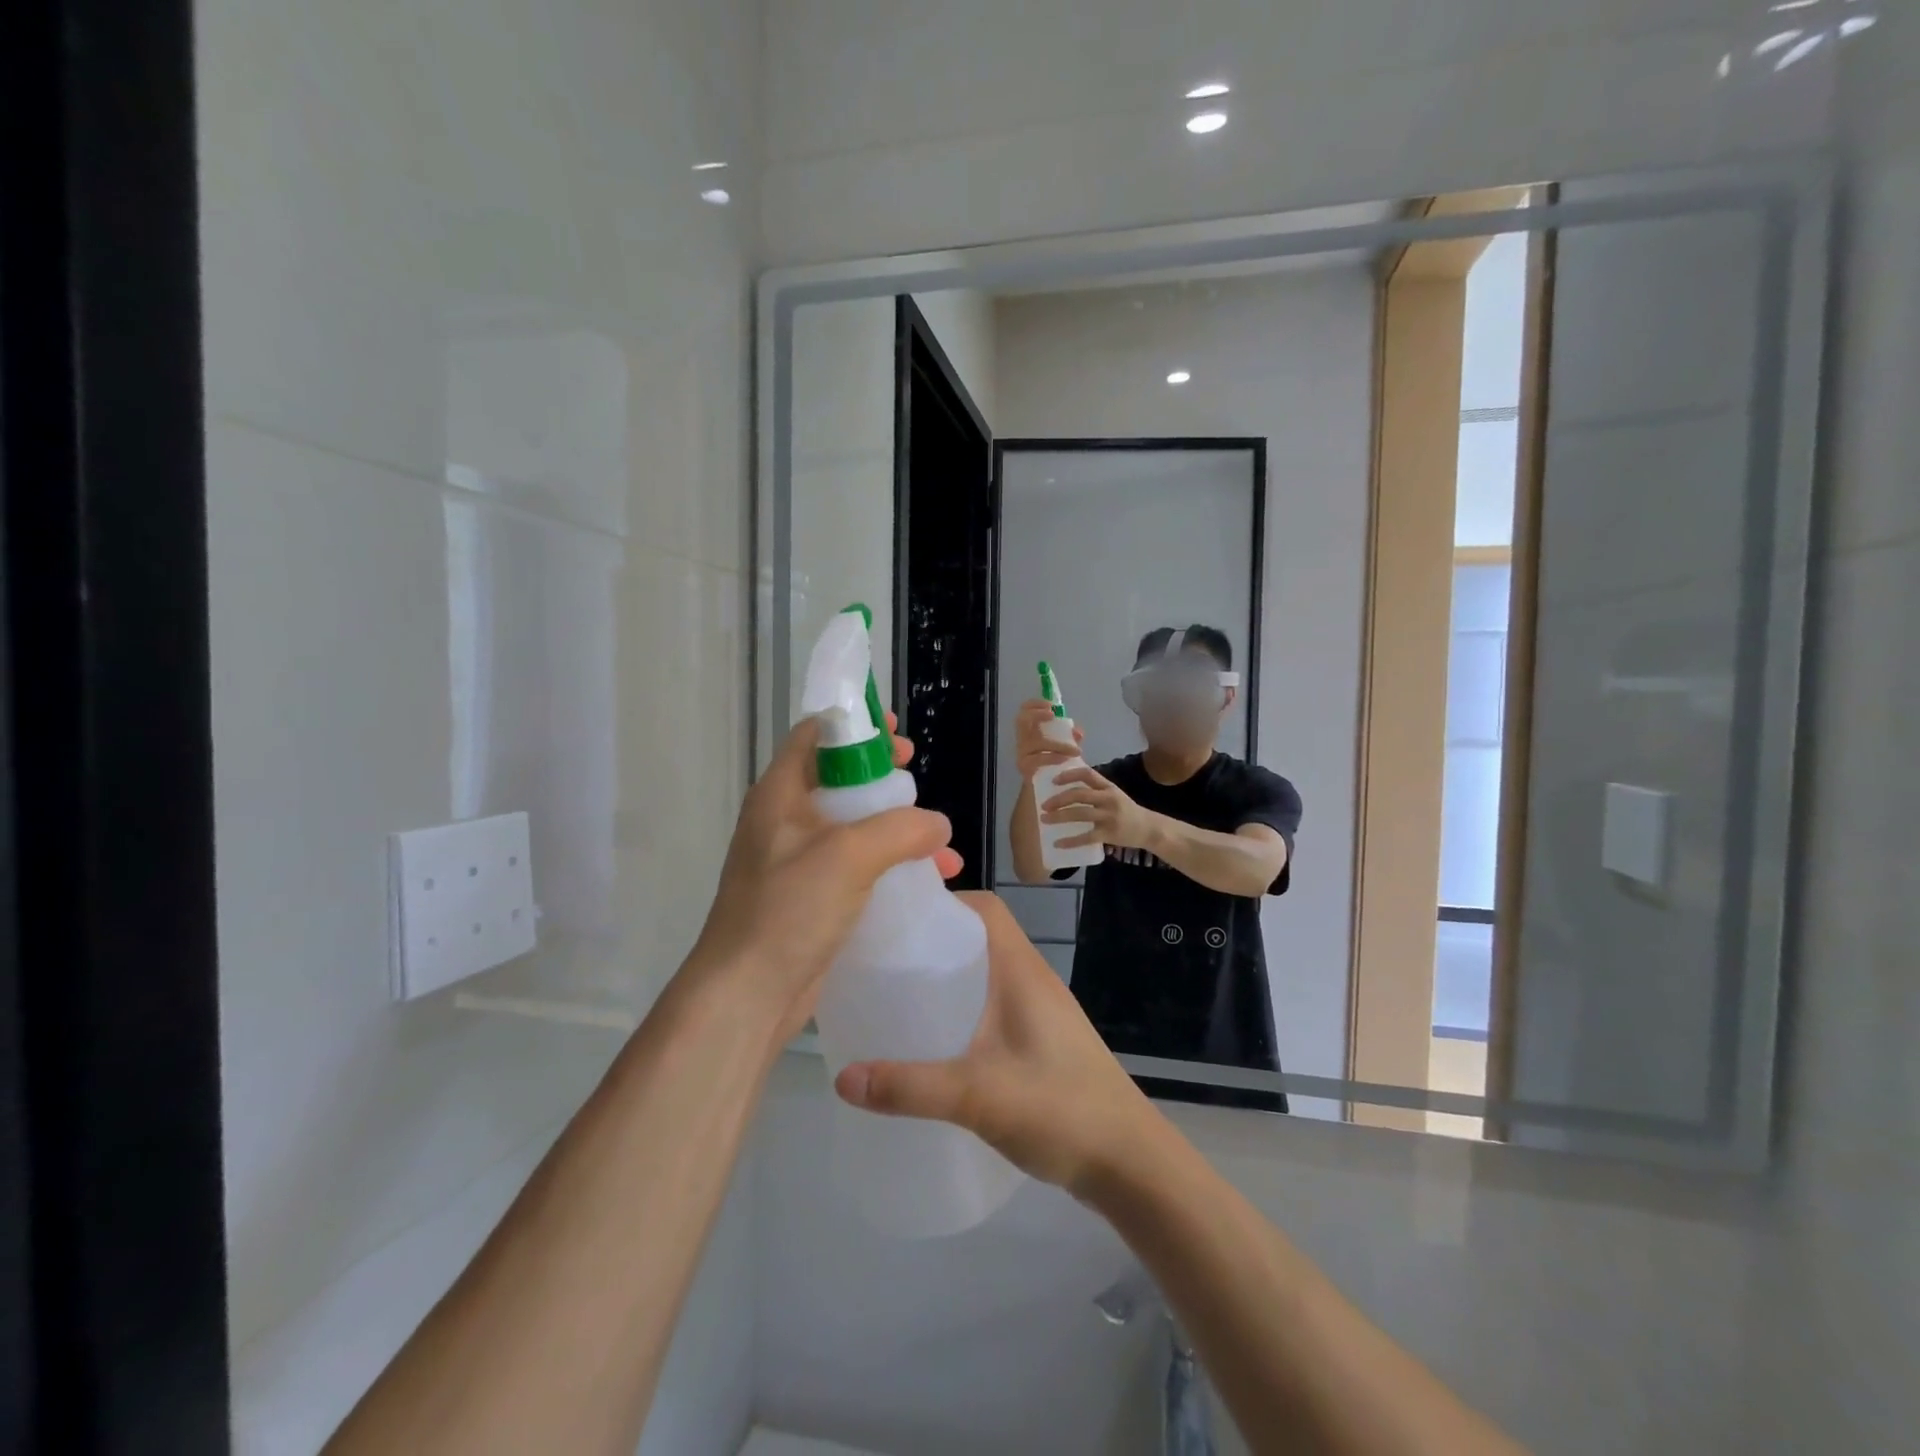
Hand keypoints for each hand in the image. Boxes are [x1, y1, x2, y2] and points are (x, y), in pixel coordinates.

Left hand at [685, 714, 961, 1043]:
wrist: (748, 994)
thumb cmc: (788, 909)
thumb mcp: (848, 856)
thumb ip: (900, 829)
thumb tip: (938, 825)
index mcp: (780, 794)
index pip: (814, 736)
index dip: (854, 727)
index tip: (895, 733)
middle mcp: (786, 821)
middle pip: (839, 780)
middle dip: (884, 779)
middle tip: (916, 780)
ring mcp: (798, 861)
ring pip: (854, 826)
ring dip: (897, 828)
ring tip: (940, 842)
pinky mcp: (812, 897)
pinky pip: (858, 867)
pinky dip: (891, 865)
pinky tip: (929, 880)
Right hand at [834, 893, 1158, 1194]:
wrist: (1131, 1164)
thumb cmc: (1061, 1110)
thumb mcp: (978, 1096)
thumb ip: (910, 1087)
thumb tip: (842, 1077)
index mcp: (1022, 970)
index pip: (985, 908)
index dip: (945, 900)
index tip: (898, 917)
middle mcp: (1032, 980)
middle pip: (980, 937)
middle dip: (934, 941)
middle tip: (883, 960)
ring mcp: (1039, 1013)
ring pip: (986, 974)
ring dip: (948, 977)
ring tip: (898, 996)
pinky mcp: (1040, 1043)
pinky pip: (993, 1008)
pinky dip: (963, 1010)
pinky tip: (935, 1043)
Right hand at [1013, 698, 1083, 780]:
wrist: (1048, 790)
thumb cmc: (1056, 764)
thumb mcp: (1065, 747)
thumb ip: (1071, 738)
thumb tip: (1078, 731)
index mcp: (1031, 732)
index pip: (1024, 711)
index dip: (1035, 704)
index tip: (1051, 706)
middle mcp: (1022, 741)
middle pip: (1021, 720)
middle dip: (1037, 714)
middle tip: (1053, 715)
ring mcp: (1022, 754)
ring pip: (1036, 742)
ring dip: (1057, 744)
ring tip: (1075, 750)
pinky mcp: (1025, 768)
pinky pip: (1037, 760)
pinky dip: (1052, 758)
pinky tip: (1065, 760)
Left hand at [1042, 766, 1157, 851]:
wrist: (1148, 828)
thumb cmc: (1125, 810)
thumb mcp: (1113, 794)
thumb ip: (1095, 789)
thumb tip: (1067, 785)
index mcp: (1108, 787)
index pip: (1087, 774)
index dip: (1068, 775)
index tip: (1053, 780)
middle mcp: (1108, 799)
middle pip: (1079, 794)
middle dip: (1059, 799)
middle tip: (1043, 805)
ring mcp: (1109, 816)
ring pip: (1080, 814)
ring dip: (1059, 817)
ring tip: (1044, 820)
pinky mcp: (1109, 833)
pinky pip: (1086, 837)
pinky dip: (1070, 841)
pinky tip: (1058, 843)